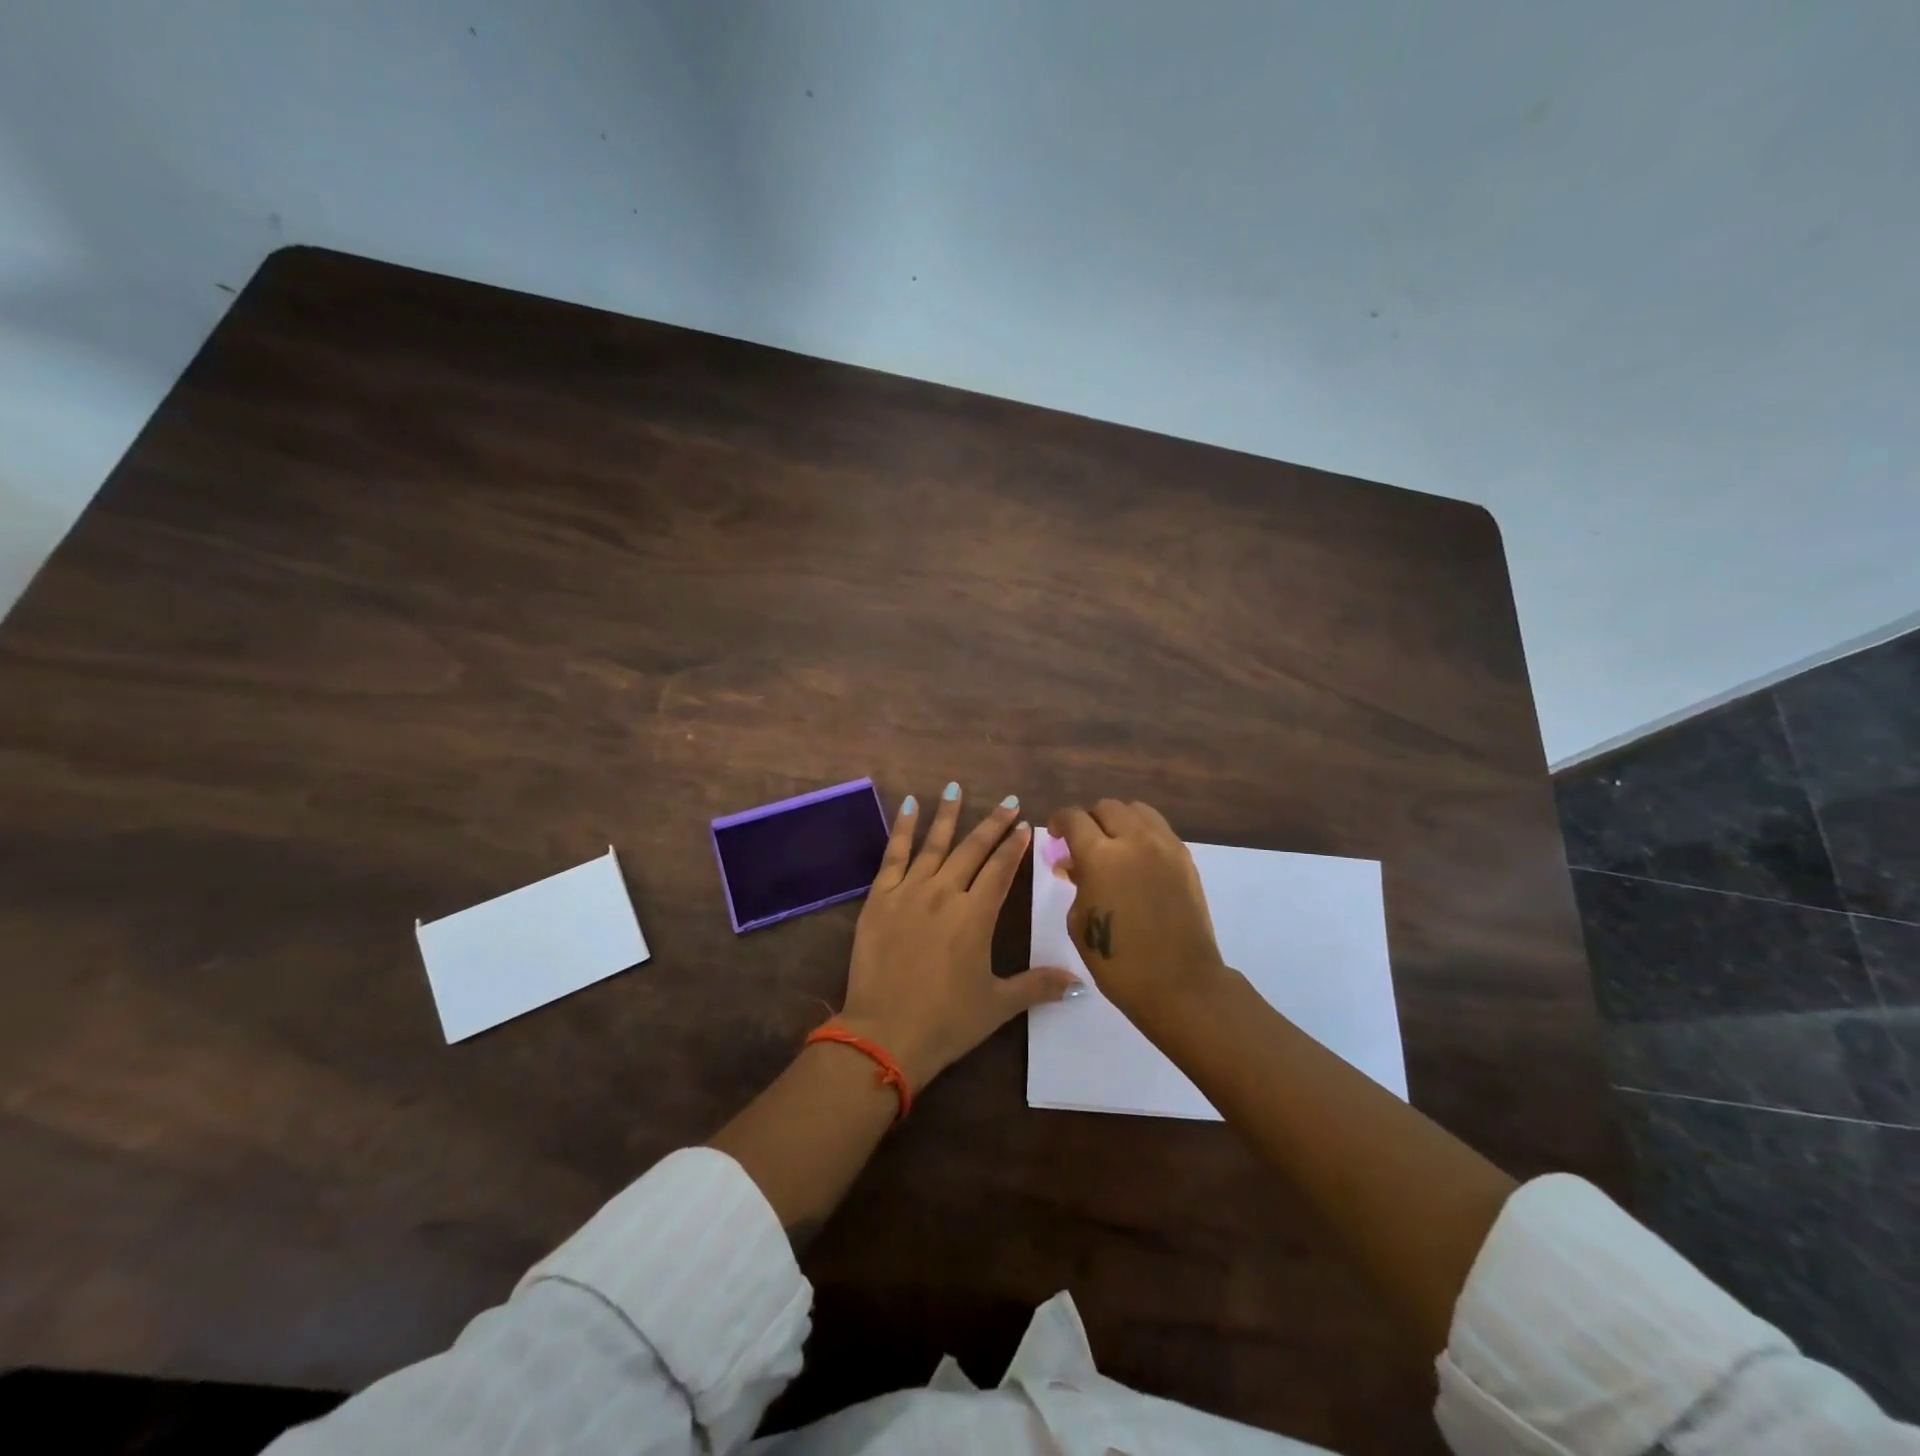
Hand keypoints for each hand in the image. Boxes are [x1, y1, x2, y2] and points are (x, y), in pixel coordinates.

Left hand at [840, 784, 1080, 1088]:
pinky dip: (903, 828)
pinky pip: (893, 855)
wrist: (885, 1034)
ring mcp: (910, 892)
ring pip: (935, 844)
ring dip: (948, 815)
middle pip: (973, 849)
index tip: (1026, 824)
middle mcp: (946, 893)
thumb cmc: (947, 1021)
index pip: (1002, 870)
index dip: (1016, 846)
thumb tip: (1079, 983)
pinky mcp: (879, 898)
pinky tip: (909, 805)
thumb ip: (1037, 986)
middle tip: (1008, 801)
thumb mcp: (997, 1005)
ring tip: (955, 788)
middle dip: (993, 824)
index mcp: (976, 916)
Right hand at [1048, 799, 1227, 1023]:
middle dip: (1089, 820)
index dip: (1059, 822)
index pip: (1074, 818)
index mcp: (1100, 856)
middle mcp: (1134, 840)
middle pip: (1106, 807)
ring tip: (1113, 844)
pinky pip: (1159, 829)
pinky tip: (1137, 859)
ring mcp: (1165, 846)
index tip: (1056, 835)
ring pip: (1137, 810)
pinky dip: (1142, 834)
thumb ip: (1076, 883)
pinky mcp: (1185, 859)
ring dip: (1118, 821)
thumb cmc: (1118, 962)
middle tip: (1082, 843)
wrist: (1180, 984)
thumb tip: (1074, 865)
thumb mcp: (1079, 922)